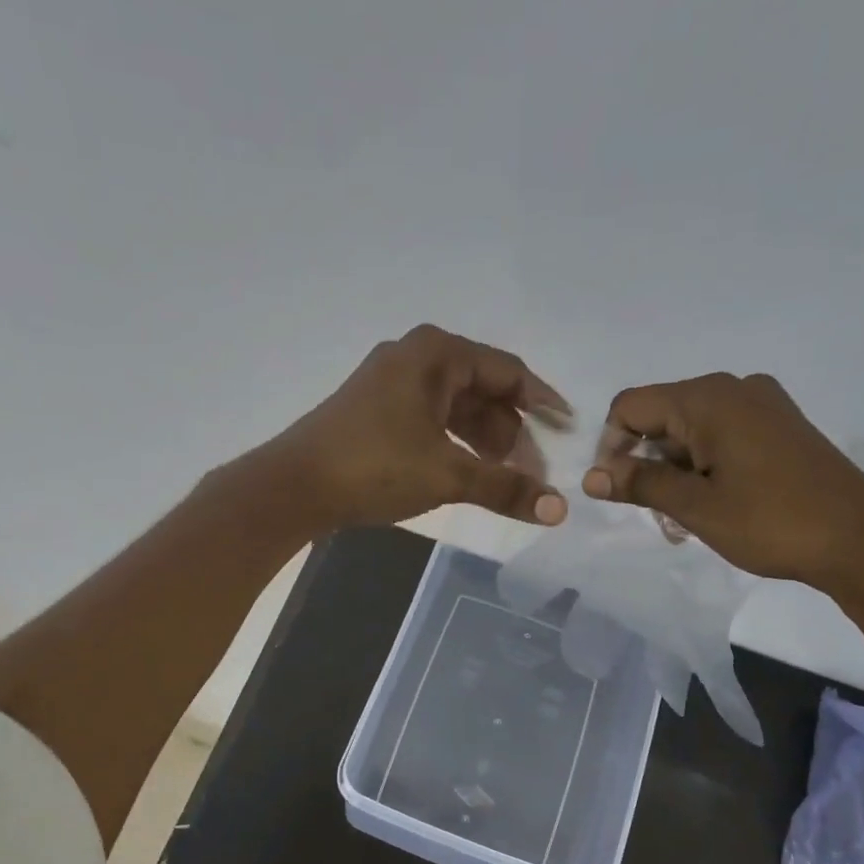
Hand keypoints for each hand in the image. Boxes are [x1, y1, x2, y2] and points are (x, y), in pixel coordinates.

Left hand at [268, 324, 571, 528]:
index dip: (542, 404)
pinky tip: (465, 473)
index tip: (567, 433)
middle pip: (483, 390)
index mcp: (437, 354)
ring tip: (500, 479)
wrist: (295, 485)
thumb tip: (559, 509)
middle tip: (529, 473)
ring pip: (457, 408)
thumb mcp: (447, 475)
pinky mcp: (377, 410)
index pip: (508, 372)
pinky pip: (433, 420)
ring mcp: (392, 383)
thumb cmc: (375, 467)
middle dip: (511, 432)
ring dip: (484, 442)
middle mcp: (416, 358)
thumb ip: (505, 487)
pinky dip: (455, 445)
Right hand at [580, 373, 863, 589]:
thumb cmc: (770, 521)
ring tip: (686, 523)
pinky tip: (712, 507)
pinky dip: (704, 470)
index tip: (619, 492)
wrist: (858, 539)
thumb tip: (592, 477)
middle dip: (647, 466)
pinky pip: (721, 439)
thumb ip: (640, 485)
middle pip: (661, 418)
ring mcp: (762, 407)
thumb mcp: (695, 506)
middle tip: (659, 517)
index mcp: (709, 398)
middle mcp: (734, 389)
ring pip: (690, 433)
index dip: (612, 448)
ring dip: (675, 474)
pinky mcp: (779, 428)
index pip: (631, 407)